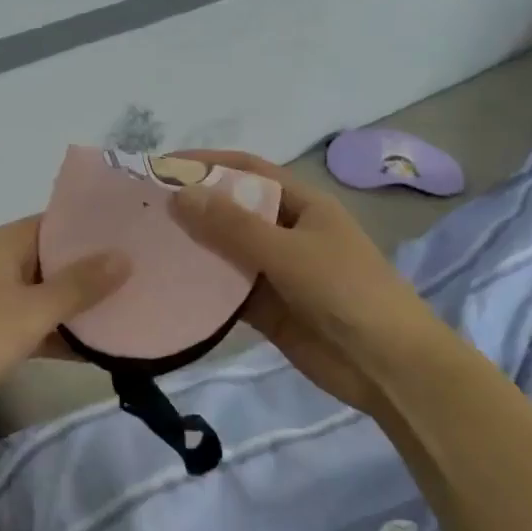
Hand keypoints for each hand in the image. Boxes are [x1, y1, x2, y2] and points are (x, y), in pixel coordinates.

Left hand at [0, 217, 128, 445]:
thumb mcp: (31, 311)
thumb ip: (79, 285)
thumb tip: (124, 256)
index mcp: (2, 244)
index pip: (57, 223)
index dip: (95, 229)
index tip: (138, 235)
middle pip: (53, 260)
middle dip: (94, 270)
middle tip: (146, 274)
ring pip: (45, 297)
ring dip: (79, 307)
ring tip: (134, 309)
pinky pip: (32, 327)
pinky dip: (59, 335)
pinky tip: (99, 349)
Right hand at [167, 151, 450, 415]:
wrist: (389, 367)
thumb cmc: (346, 292)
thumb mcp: (288, 252)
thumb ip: (233, 227)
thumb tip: (180, 193)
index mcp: (302, 204)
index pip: (247, 171)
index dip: (207, 163)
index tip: (162, 165)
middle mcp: (287, 231)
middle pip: (232, 210)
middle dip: (193, 206)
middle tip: (143, 208)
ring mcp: (277, 271)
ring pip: (227, 252)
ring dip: (194, 248)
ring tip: (146, 244)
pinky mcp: (268, 309)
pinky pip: (229, 291)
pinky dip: (203, 288)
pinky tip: (169, 286)